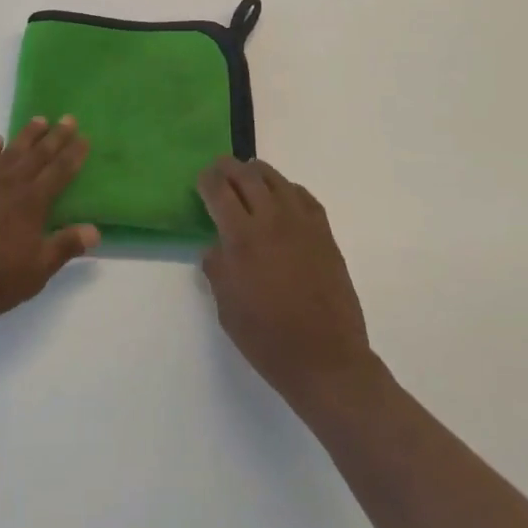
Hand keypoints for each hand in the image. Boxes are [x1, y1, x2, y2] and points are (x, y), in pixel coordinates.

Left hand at [0, 118, 98, 331]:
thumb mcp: (35, 273)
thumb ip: (64, 247)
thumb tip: (95, 230)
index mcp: (31, 203)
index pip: (59, 171)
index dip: (73, 154)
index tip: (85, 137)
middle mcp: (8, 185)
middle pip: (37, 154)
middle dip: (55, 136)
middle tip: (68, 118)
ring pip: (9, 152)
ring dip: (26, 135)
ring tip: (39, 120)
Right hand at [198, 157, 373, 407]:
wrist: (326, 359)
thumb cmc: (268, 339)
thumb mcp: (226, 308)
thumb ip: (217, 269)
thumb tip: (216, 247)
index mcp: (242, 238)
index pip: (219, 191)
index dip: (207, 180)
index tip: (201, 180)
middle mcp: (271, 220)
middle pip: (247, 176)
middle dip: (228, 168)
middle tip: (219, 169)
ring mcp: (302, 224)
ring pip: (277, 180)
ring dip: (257, 173)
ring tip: (248, 176)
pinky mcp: (325, 234)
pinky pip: (304, 196)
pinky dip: (287, 189)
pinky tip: (282, 197)